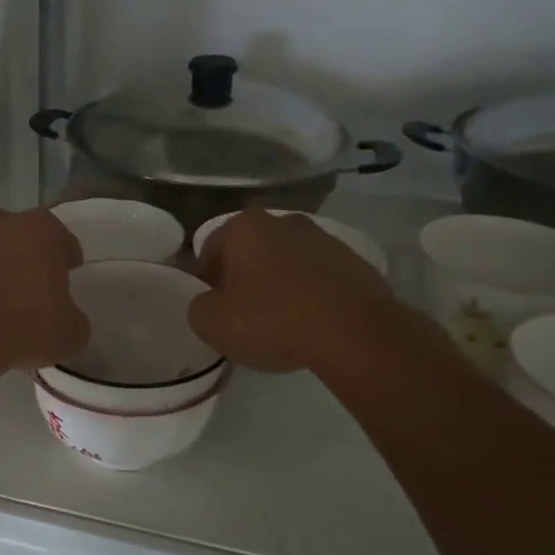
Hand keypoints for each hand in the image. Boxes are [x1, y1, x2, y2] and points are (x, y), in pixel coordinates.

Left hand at [0, 208, 88, 373]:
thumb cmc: (23, 325)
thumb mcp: (69, 334)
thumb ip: (73, 320)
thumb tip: (67, 321)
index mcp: (43, 230)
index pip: (62, 240)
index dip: (65, 260)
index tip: (65, 280)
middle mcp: (1, 221)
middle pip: (18, 238)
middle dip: (22, 260)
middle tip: (25, 295)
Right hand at [188, 210, 402, 373]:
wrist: (354, 332)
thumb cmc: (273, 320)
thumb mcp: (212, 323)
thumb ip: (199, 307)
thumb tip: (211, 303)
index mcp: (244, 227)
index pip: (209, 252)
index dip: (207, 285)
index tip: (214, 313)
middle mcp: (282, 221)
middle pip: (250, 253)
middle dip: (244, 280)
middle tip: (244, 318)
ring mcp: (323, 238)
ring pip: (285, 263)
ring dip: (278, 285)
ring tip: (281, 324)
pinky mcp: (354, 261)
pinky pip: (318, 278)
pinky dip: (310, 294)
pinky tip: (312, 324)